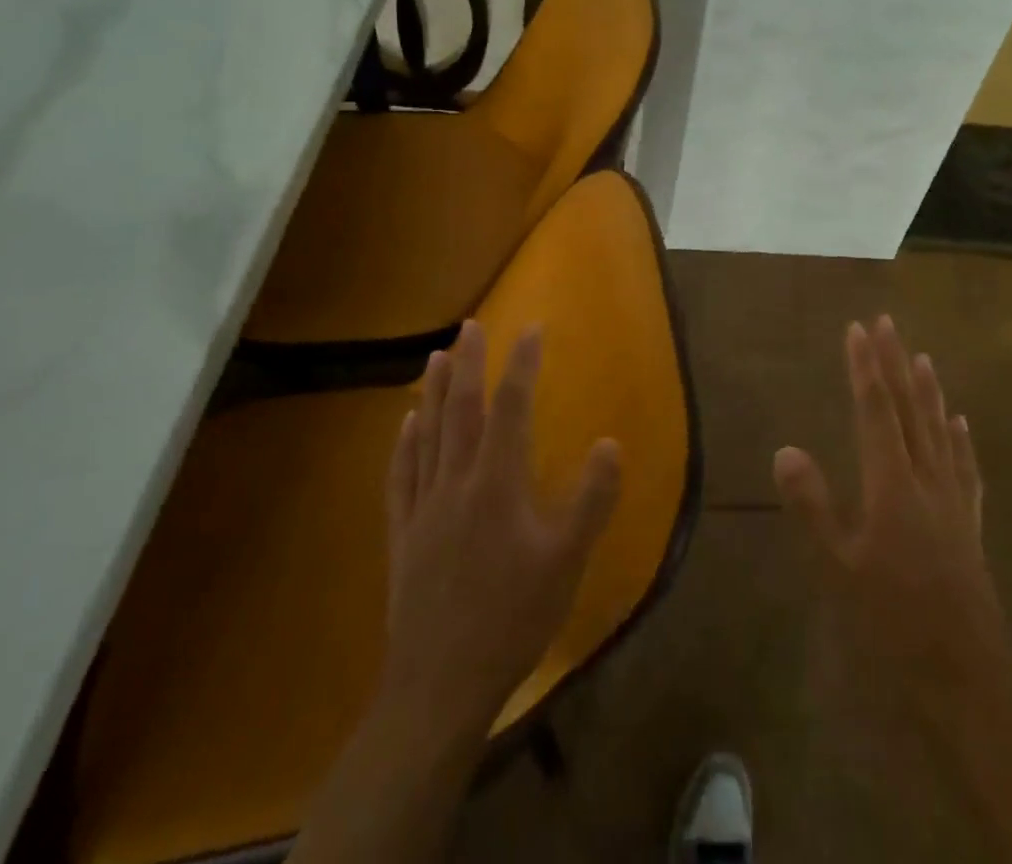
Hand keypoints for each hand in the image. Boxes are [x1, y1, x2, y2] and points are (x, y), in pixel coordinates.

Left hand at [382, 320, 622, 737]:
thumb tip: (611, 442)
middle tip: (470, 325)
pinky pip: (400, 474)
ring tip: (435, 356)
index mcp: (498, 484)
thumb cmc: (512, 619)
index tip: (531, 328)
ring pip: (426, 434)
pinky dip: (403, 442)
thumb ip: (592, 500)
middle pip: (461, 409)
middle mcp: (456, 482)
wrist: (439, 685)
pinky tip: (404, 424)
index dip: (522, 364)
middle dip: (468, 363)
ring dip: (431, 392)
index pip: (512, 408)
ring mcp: (423, 506)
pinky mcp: (402, 533)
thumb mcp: (567, 562)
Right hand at [773, 315, 1008, 709]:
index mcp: (891, 483)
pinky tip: (960, 424)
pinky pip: (965, 468)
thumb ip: (812, 506)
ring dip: (928, 391)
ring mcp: (952, 501)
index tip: (857, 329)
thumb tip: (785, 448)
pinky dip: (959, 440)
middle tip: (887, 323)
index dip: (864, 367)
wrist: (968, 675)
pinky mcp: (969, 525)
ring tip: (923, 357)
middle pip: (909, 409)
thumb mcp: (839, 568)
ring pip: (939, 430)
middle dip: (895, 363)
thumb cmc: (894, 621)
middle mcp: (925, 479)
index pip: (874, 411)